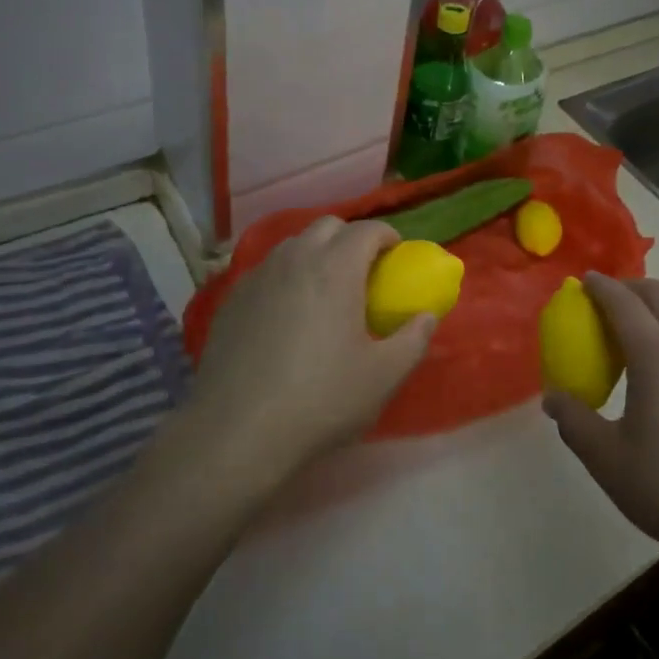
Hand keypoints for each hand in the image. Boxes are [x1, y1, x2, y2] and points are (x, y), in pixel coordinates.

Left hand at [190, 217, 435, 480]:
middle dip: (351, 238)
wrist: (237, 431)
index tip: (397, 256)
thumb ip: (413, 340)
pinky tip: (287, 313)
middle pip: (327, 226)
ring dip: (316, 253)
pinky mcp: (231, 299)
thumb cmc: (320, 400)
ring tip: (325, 289)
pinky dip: (286, 276)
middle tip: (363, 271)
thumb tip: (426, 316)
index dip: (387, 236)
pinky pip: (267, 270)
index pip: (367, 230)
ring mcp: (258, 276)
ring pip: (293, 245)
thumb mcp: (383, 377)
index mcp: (335, 269)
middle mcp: (294, 259)